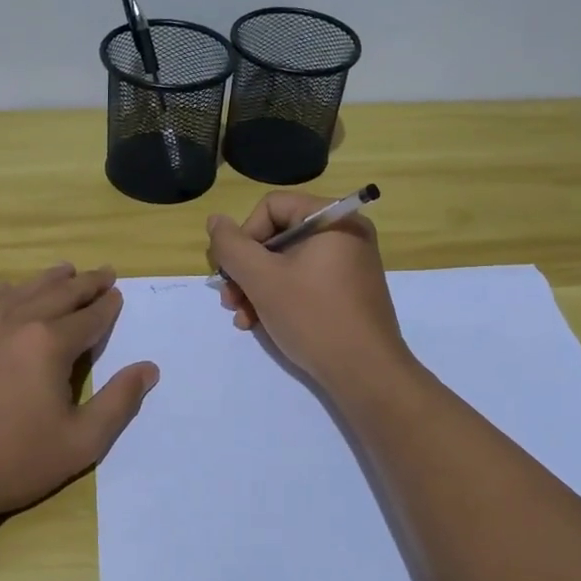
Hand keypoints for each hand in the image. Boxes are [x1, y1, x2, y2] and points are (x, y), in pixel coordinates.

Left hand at [0, 264, 158, 528]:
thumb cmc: (13, 462)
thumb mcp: (81, 442)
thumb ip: (119, 402)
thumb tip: (148, 368)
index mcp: (50, 344)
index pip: (89, 316)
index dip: (107, 305)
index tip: (117, 294)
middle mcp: (15, 323)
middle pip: (58, 295)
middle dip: (85, 283)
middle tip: (103, 272)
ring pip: (19, 292)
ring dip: (46, 280)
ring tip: (64, 270)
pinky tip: (3, 293)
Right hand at [206, 194, 411, 395]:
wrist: (366, 374)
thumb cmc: (313, 316)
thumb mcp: (262, 279)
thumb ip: (232, 246)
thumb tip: (215, 220)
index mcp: (333, 219)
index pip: (271, 207)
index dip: (244, 235)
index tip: (232, 270)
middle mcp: (344, 234)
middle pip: (276, 236)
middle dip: (246, 269)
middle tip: (228, 298)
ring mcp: (347, 264)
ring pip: (285, 263)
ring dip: (255, 287)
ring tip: (241, 317)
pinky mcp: (346, 292)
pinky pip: (303, 282)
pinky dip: (278, 298)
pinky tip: (259, 323)